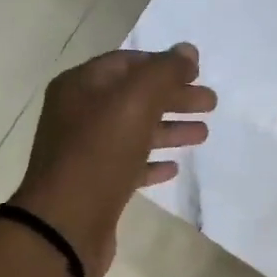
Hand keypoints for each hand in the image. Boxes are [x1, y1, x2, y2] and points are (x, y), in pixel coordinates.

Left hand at [11, 43, 215, 276]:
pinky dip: (152, 163)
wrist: (65, 225)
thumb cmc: (98, 155)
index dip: (164, 64)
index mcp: (80, 86)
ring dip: (169, 129)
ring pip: (134, 132)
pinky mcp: (96, 186)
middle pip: (134, 97)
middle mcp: (78, 115)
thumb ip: (163, 72)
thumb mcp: (134, 103)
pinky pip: (128, 166)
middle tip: (211, 104)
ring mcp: (85, 152)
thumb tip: (188, 51)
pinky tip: (174, 168)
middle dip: (173, 98)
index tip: (198, 72)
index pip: (127, 63)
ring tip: (203, 134)